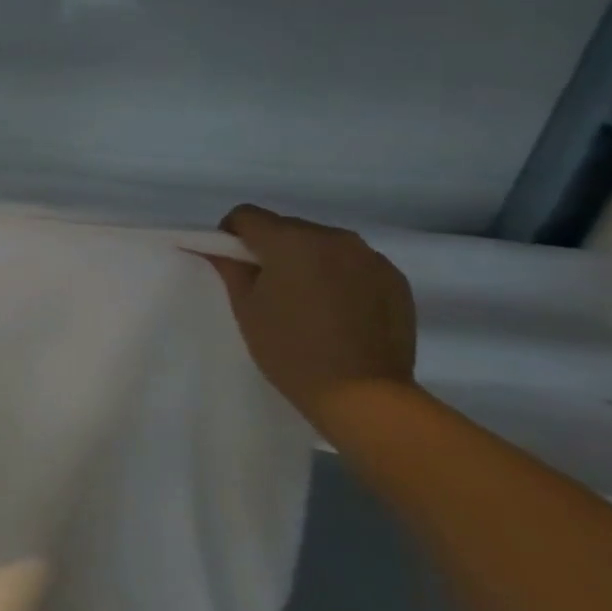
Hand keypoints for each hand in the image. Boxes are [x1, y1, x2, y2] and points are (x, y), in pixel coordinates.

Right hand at [206, 204, 418, 419]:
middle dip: (271, 247)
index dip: (231, 235)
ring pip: (322, 243)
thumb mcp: (246, 308)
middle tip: (268, 286)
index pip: (247, 215)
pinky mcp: (394, 277)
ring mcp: (369, 256)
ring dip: (307, 259)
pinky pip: (354, 262)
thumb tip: (217, 249)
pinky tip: (338, 308)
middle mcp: (333, 237)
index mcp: (290, 240)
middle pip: (287, 227)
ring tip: (306, 298)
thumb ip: (230, 268)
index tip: (233, 263)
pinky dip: (339, 274)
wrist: (363, 394)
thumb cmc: (290, 350)